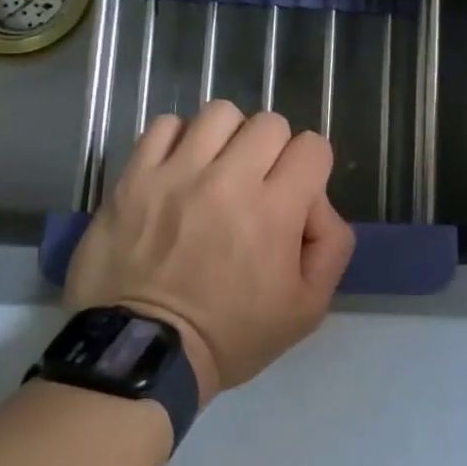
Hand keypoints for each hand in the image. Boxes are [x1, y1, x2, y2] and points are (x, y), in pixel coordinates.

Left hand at [65, 101, 355, 405]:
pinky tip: (180, 168)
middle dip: (274, 150)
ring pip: (220, 113)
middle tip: (258, 185)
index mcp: (274, 212)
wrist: (143, 351)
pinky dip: (179, 139)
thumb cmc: (231, 334)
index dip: (311, 168)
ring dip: (228, 138)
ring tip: (217, 170)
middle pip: (269, 122)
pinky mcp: (134, 177)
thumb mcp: (307, 308)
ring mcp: (176, 174)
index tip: (295, 195)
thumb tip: (318, 202)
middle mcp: (228, 181)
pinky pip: (165, 125)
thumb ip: (332, 246)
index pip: (312, 146)